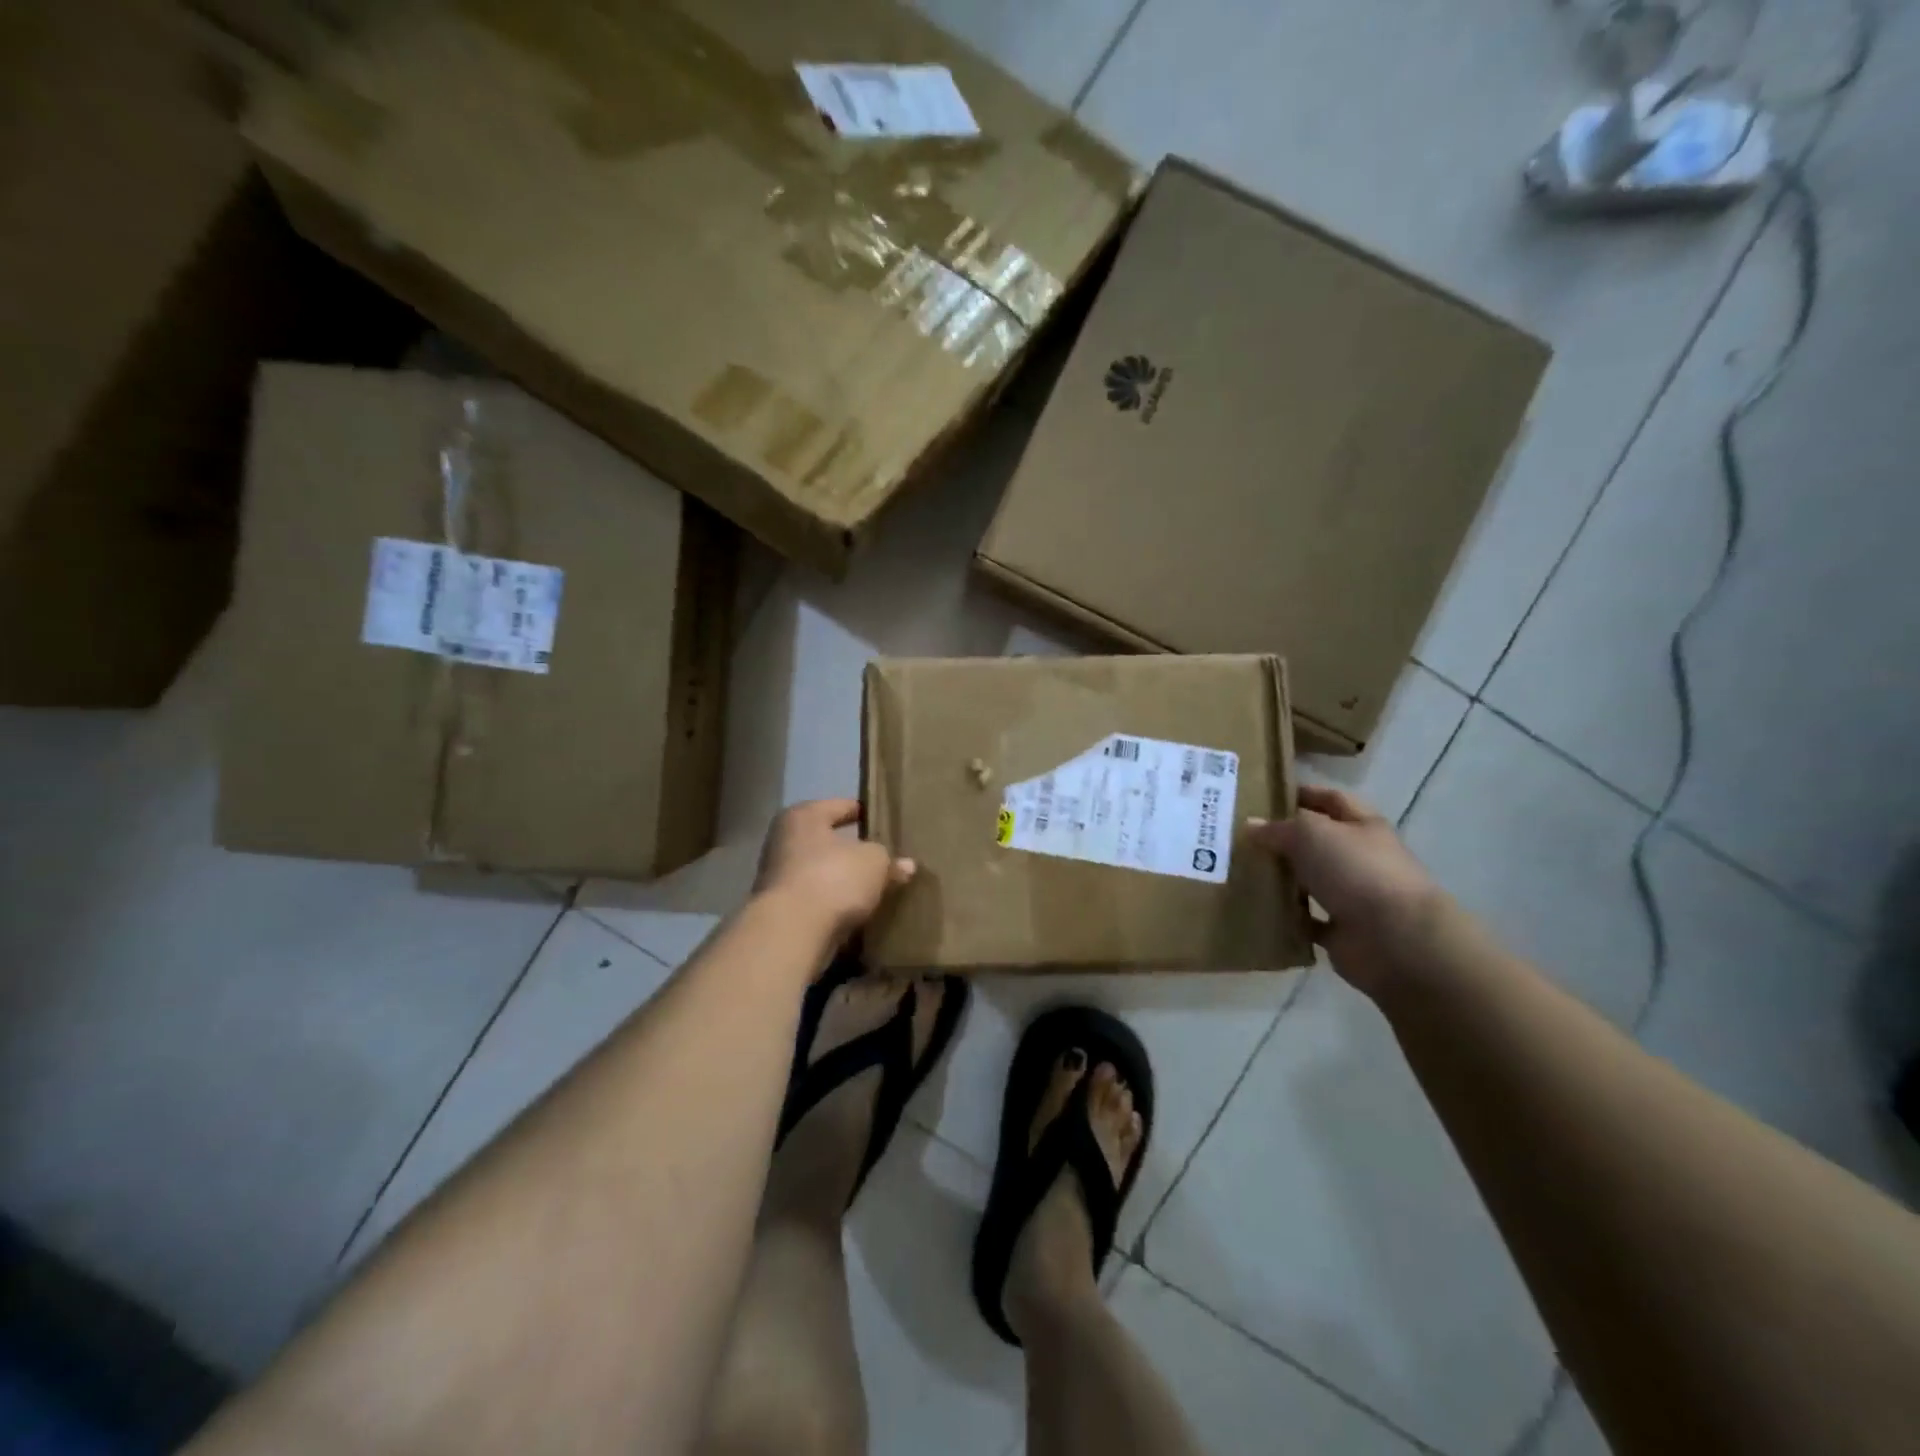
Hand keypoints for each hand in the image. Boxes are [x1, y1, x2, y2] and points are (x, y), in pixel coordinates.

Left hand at [754, 799, 914, 945]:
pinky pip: (816, 899)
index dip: (865, 813)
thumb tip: (906, 865)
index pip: (841, 806)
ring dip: (843, 880)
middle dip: (854, 851)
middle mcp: (784, 840)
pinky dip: (833, 904)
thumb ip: (890, 860)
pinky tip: (857, 912)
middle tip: (884, 858)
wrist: (792, 932)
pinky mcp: (780, 909)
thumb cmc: (833, 878)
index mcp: (804, 816)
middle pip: (828, 841)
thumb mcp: (875, 862)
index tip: (886, 822)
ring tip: (874, 888)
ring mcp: (778, 877)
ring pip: (821, 872)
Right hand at [1247, 785, 1444, 999]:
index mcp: (1363, 826)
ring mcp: (1353, 895)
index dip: (1303, 793)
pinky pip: (1307, 919)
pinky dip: (1287, 916)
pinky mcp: (1343, 930)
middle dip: (1284, 838)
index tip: (1266, 796)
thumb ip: (1279, 827)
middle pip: (1318, 842)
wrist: (1395, 938)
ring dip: (1282, 878)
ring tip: (1241, 871)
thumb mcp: (1311, 833)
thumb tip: (1251, 825)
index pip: (1331, 800)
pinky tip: (1258, 909)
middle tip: (1241, 836)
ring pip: (1310, 880)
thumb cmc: (1356, 870)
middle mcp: (1361, 858)